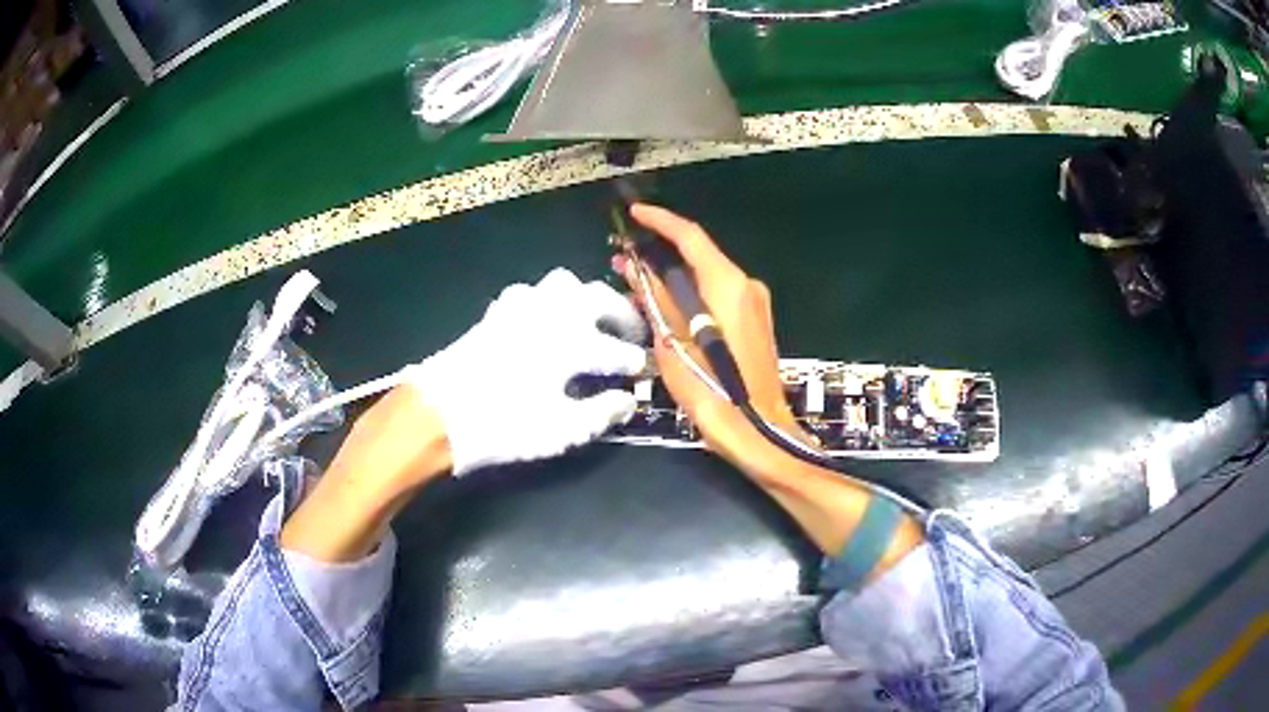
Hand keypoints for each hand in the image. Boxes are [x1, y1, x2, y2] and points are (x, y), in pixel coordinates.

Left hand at [405, 268, 646, 474]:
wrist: (438, 415)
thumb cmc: (504, 425)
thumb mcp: (561, 430)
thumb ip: (601, 413)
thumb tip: (628, 401)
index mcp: (572, 341)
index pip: (617, 348)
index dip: (636, 361)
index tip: (645, 373)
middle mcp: (551, 313)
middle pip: (599, 297)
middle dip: (622, 314)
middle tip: (632, 334)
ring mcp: (521, 307)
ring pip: (563, 284)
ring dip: (586, 298)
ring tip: (592, 321)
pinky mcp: (496, 312)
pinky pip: (532, 292)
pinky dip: (548, 302)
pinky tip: (546, 322)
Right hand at [619, 204, 809, 469]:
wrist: (756, 428)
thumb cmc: (711, 388)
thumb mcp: (672, 343)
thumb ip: (656, 299)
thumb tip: (636, 269)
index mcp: (727, 284)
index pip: (690, 236)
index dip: (660, 220)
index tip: (634, 213)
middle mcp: (746, 285)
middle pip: (699, 256)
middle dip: (660, 255)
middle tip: (625, 260)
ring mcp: (755, 303)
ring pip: (708, 278)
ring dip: (674, 278)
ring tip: (638, 286)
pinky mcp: (756, 321)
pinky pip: (719, 296)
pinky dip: (692, 295)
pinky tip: (667, 308)